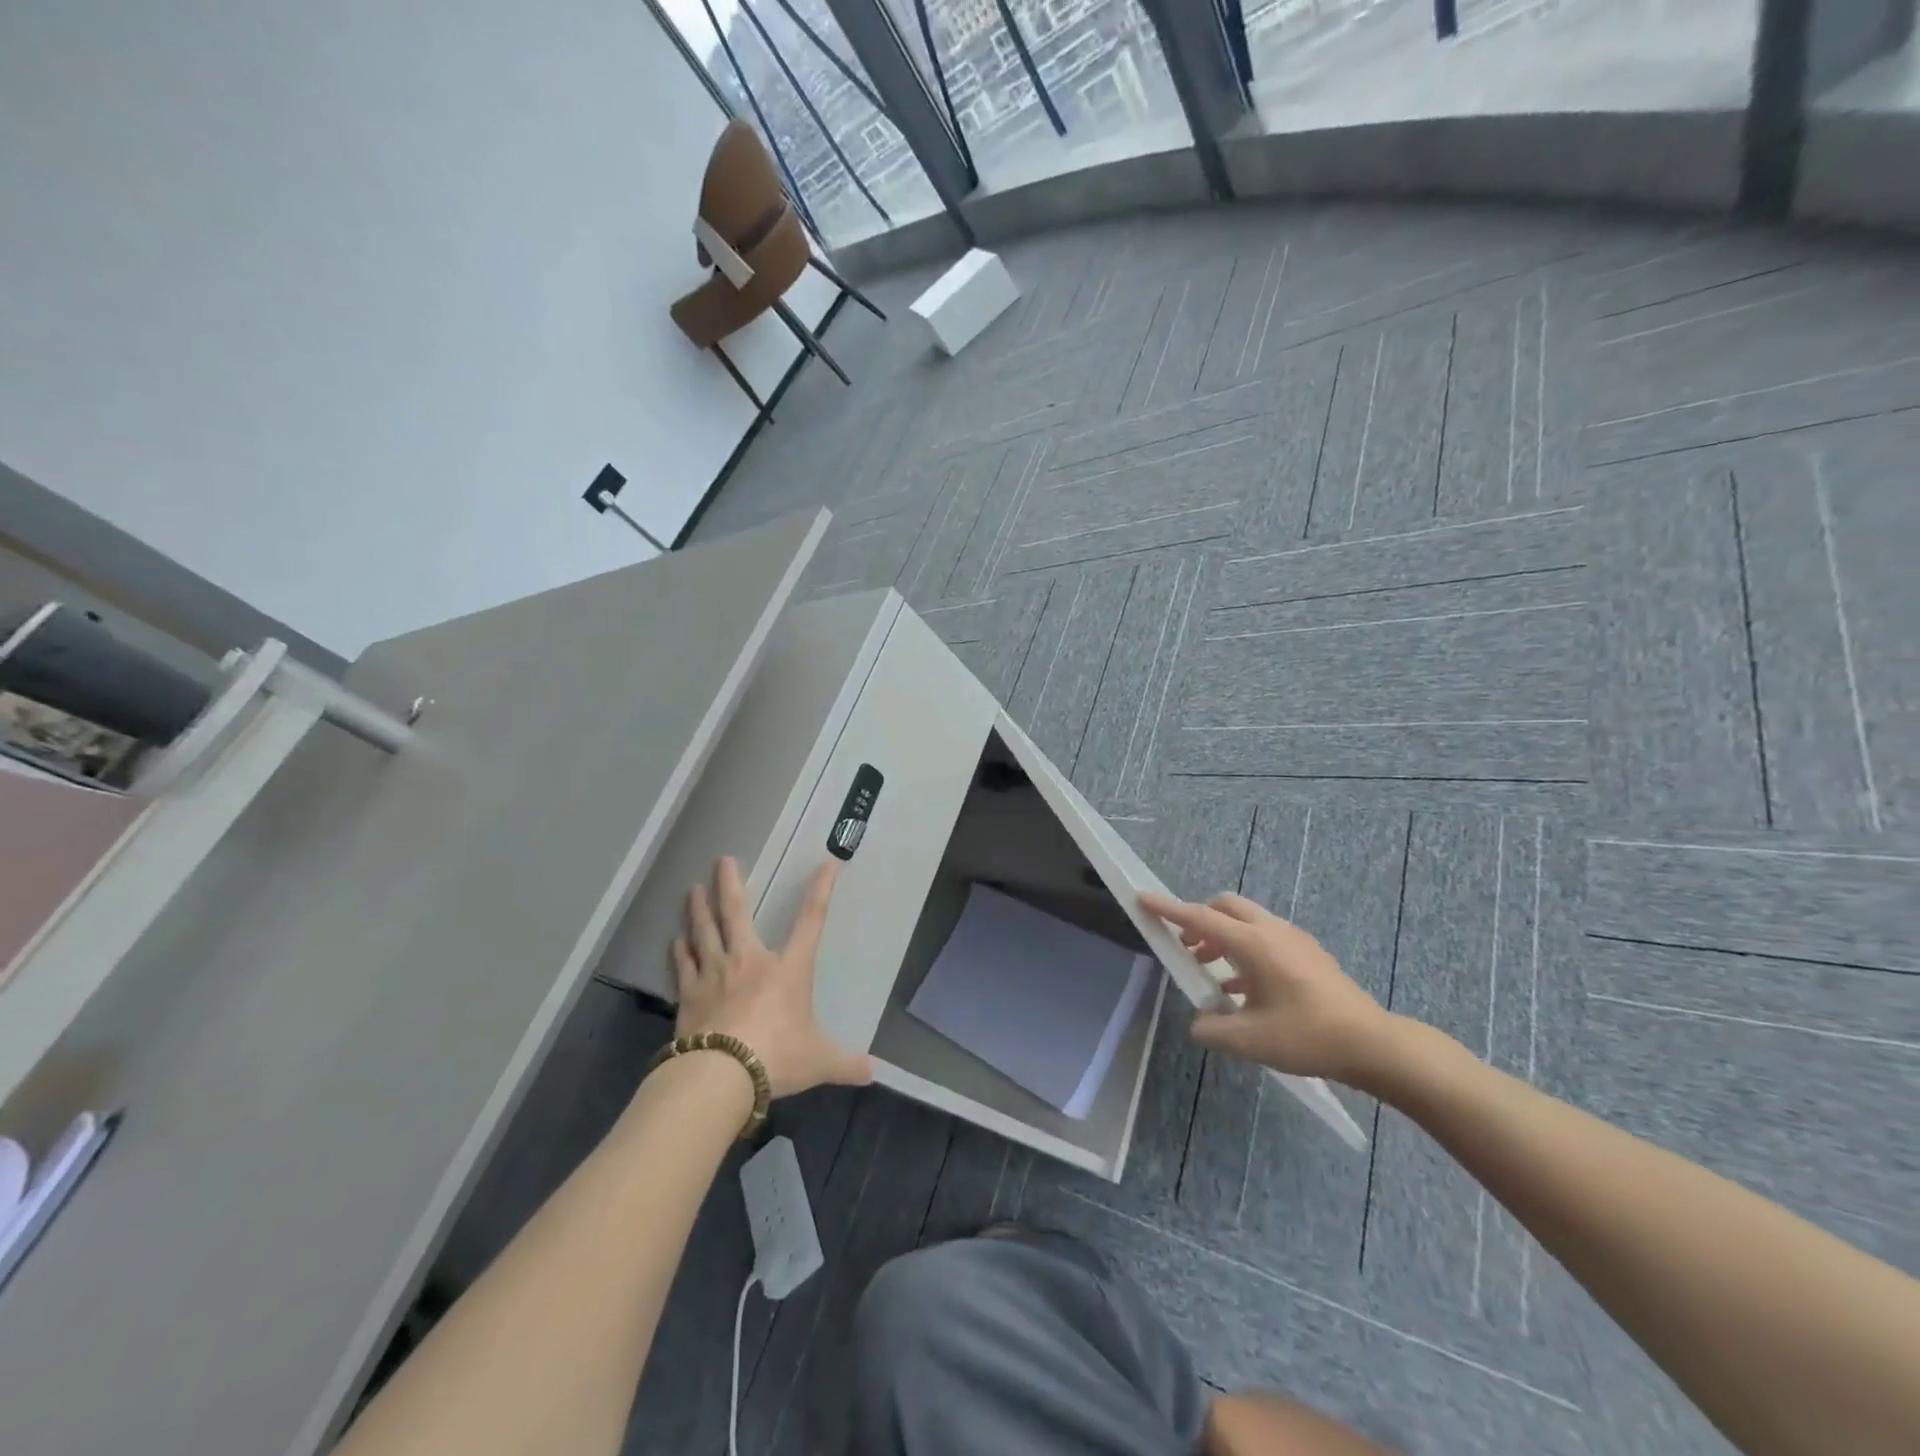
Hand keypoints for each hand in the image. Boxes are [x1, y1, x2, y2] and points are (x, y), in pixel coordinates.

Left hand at [673, 856, 871, 1096]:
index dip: (820, 891)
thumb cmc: (777, 1057)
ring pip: (704, 932)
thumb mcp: (818, 1061)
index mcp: (788, 969)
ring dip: (698, 910)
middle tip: (723, 860)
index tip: (826, 865)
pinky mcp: (689, 995)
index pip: (811, 921)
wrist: (721, 1074)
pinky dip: (679, 951)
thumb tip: (871, 1073)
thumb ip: (844, 1063)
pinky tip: (674, 941)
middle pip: (737, 913)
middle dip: (731, 885)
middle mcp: (750, 961)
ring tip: (692, 889)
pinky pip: (683, 965)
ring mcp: (715, 975)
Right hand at [1139, 890, 1392, 1084]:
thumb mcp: (1249, 1041)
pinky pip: (1264, 938)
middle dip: (1199, 920)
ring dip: (1221, 937)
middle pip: (1224, 907)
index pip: (1199, 918)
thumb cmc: (1306, 1036)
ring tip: (1209, 971)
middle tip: (1186, 948)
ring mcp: (1293, 940)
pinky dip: (1244, 950)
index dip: (1168, 909)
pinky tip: (1242, 989)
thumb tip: (1200, 1023)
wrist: (1373, 1045)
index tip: (1142, 898)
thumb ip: (1212, 1029)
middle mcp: (1271, 932)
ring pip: (1246, 921)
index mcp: (1253, 944)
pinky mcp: (1308, 954)